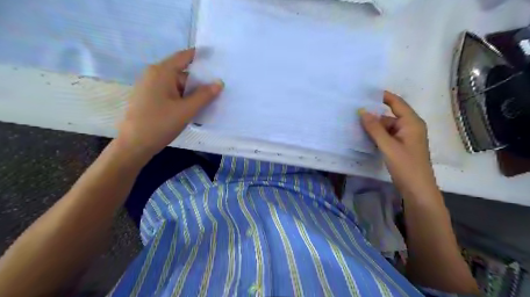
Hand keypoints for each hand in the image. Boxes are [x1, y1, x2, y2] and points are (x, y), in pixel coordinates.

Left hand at [116, 49, 222, 159]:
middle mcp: (154, 75)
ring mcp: (150, 87)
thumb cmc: (160, 124)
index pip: (184, 57)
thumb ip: (204, 95)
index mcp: (161, 72)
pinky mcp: (149, 98)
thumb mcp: (187, 110)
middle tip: (216, 92)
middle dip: (198, 83)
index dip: (200, 56)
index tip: (216, 58)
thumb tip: (219, 83)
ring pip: (177, 85)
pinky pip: (170, 93)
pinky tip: (191, 110)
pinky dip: (182, 98)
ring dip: (191, 93)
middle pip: (182, 73)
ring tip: (206, 104)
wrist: (134, 145)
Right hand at [360, 92, 439, 196]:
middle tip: (354, 115)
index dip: (382, 96)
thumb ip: (374, 128)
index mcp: (411, 122)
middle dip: (373, 116)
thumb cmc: (405, 165)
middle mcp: (410, 127)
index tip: (365, 93)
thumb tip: (362, 111)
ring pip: (387, 127)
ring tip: (356, 127)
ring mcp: (406, 137)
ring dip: (374, 128)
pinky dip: (377, 136)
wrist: (417, 189)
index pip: (396, 102)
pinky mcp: (402, 146)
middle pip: (389, 116)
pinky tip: (365, 138)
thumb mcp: (388, 145)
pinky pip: (388, 136)